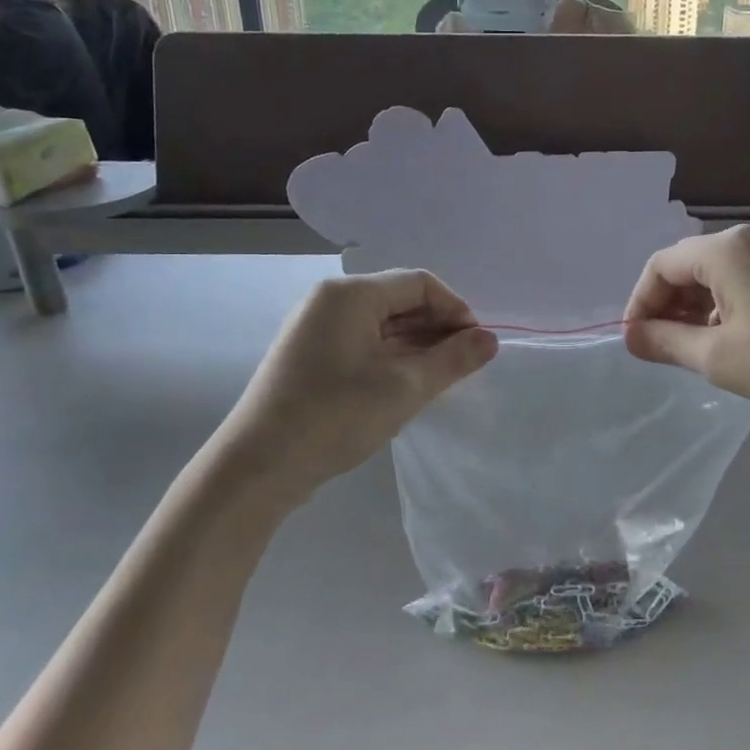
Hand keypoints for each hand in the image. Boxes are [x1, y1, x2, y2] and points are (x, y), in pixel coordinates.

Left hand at [222, 270, 497, 494]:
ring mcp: (316, 329)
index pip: (419, 283)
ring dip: (417, 345)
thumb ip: (453, 359)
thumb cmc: (336, 416)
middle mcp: (331, 301)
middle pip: (400, 300)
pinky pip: (364, 343)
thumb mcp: (405, 387)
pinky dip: (392, 357)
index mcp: (351, 294)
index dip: (456, 310)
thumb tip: (489, 340)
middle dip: (438, 328)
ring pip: (382, 324)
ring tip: (442, 378)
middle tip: (465, 365)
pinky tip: (409, 384)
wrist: (259, 466)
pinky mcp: (311, 356)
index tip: (477, 346)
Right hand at [622, 226, 749, 413]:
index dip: (640, 302)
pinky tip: (735, 336)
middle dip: (669, 304)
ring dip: (698, 306)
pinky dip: (729, 302)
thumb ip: (664, 342)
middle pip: (691, 264)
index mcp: (726, 250)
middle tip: (662, 346)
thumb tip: (630, 335)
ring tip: (696, 346)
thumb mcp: (716, 357)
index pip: (661, 266)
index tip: (636, 340)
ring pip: (721, 271)